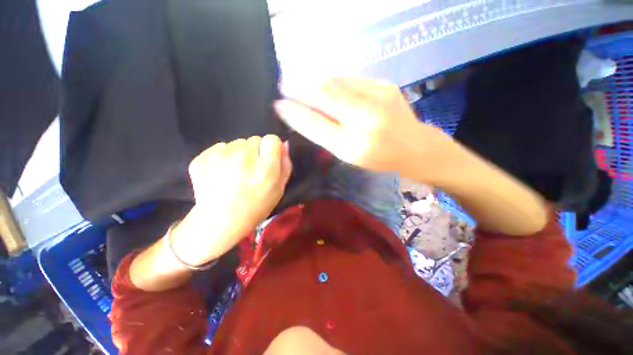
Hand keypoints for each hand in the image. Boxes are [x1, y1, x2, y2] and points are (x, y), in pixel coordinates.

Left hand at [173, 135, 291, 265]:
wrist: (220, 220)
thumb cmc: (256, 206)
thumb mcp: (279, 189)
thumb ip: (285, 165)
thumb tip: (284, 144)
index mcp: (265, 167)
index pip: (272, 139)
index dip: (271, 149)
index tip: (267, 159)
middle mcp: (244, 157)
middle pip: (254, 140)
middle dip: (255, 152)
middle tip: (250, 170)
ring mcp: (221, 156)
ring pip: (237, 143)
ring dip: (238, 154)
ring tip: (234, 174)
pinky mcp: (203, 157)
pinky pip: (219, 148)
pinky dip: (222, 157)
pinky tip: (221, 174)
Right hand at [274, 78, 447, 175]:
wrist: (415, 147)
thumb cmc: (380, 158)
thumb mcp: (351, 156)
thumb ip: (330, 137)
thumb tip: (306, 115)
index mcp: (353, 147)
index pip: (317, 126)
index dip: (295, 114)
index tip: (279, 106)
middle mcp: (365, 122)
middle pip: (325, 99)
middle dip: (300, 89)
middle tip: (282, 84)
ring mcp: (377, 100)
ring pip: (337, 85)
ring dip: (314, 81)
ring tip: (298, 80)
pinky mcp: (386, 87)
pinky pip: (352, 80)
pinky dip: (333, 80)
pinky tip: (324, 80)